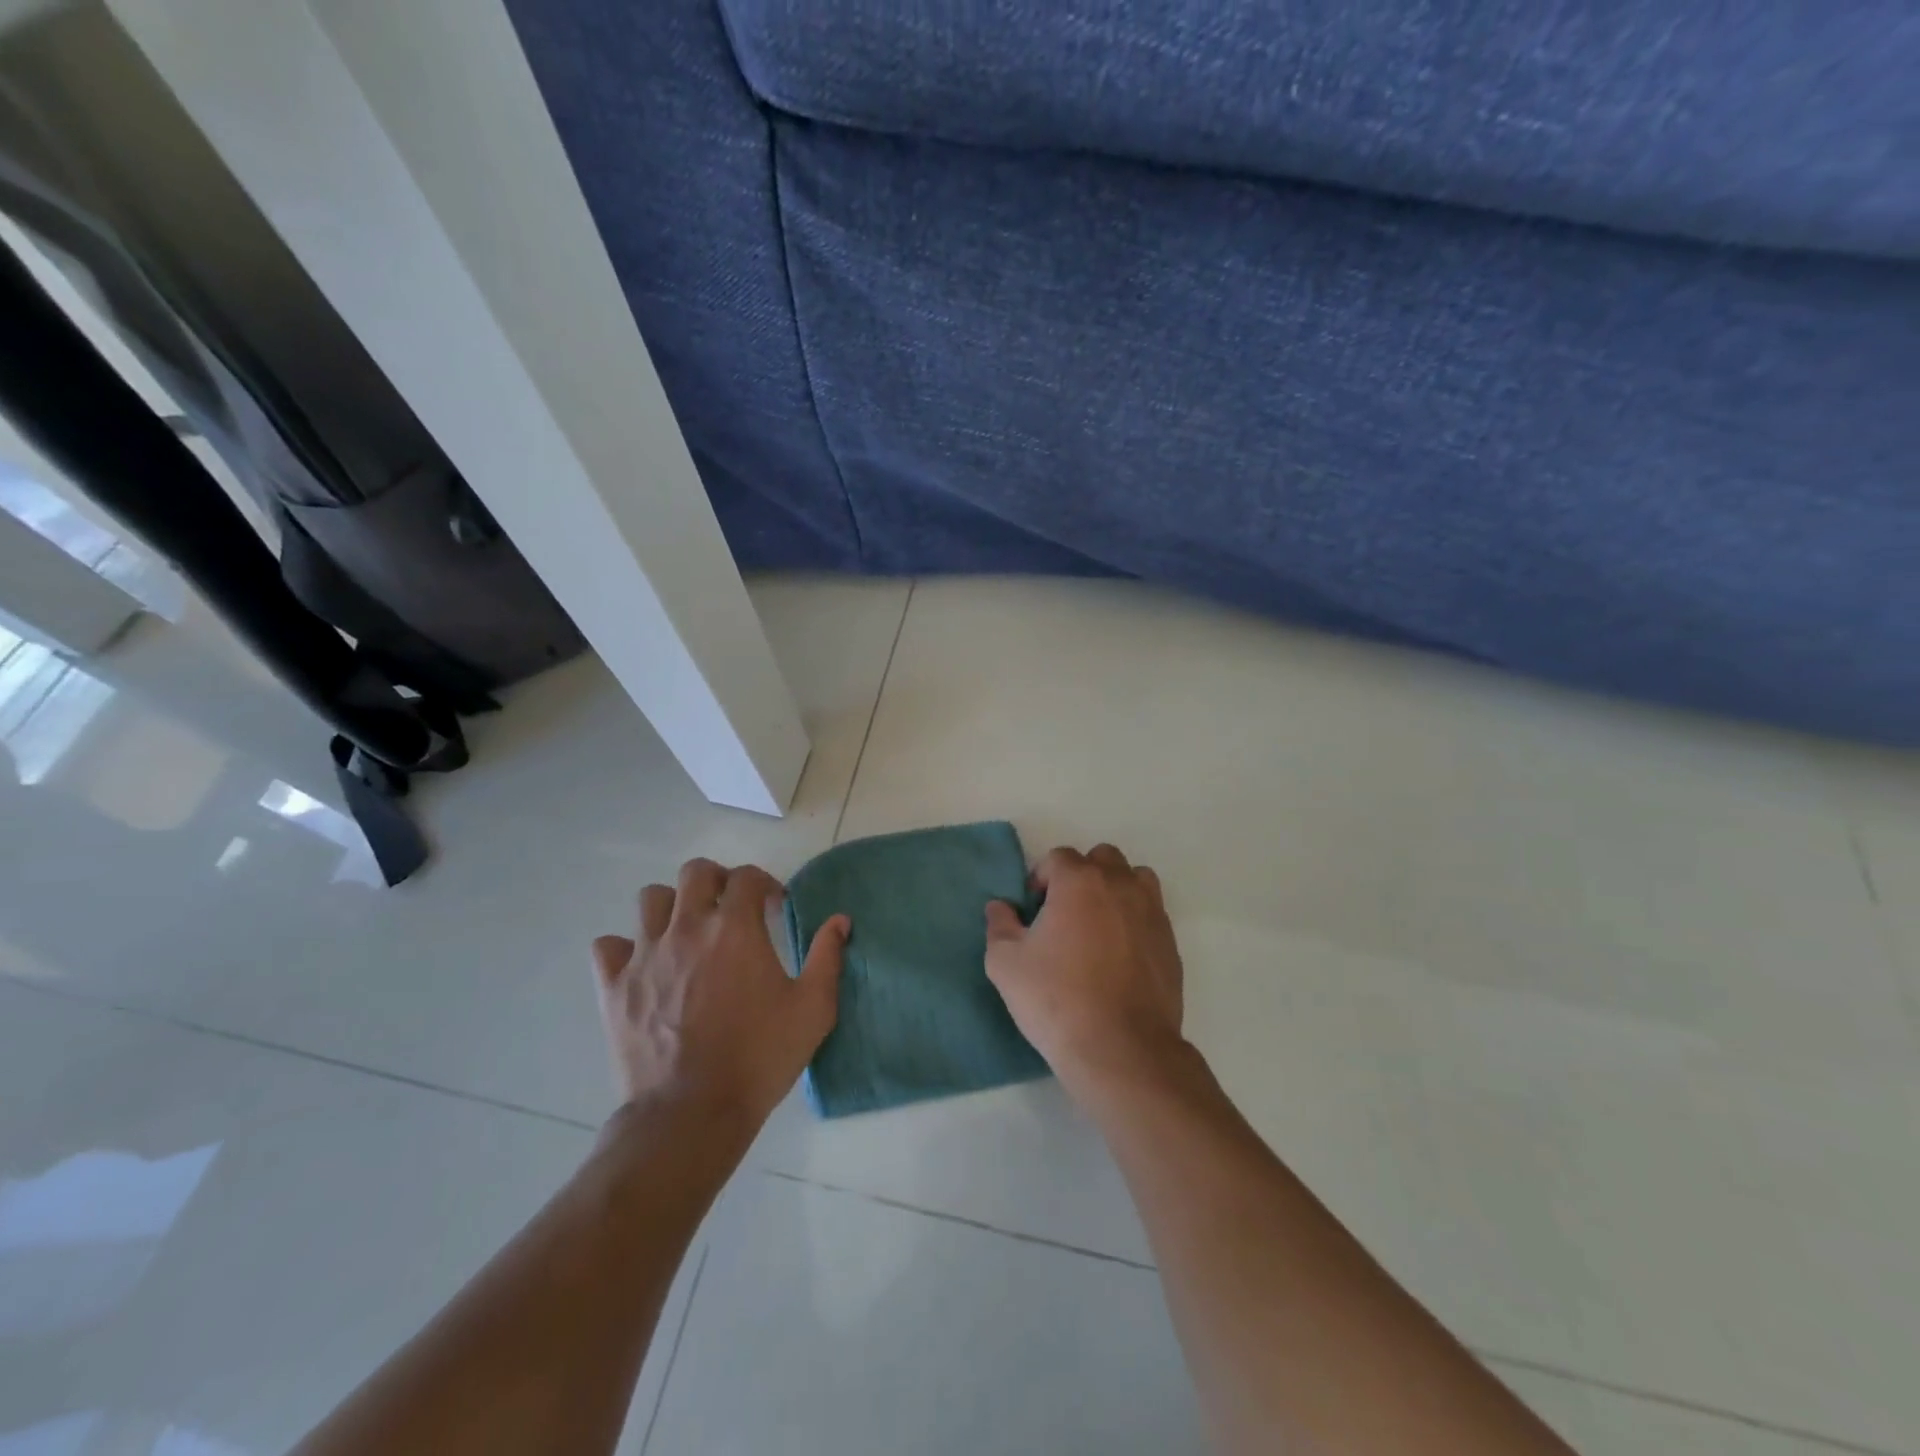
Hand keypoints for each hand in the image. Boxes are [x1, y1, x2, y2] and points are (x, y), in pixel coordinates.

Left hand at [592, 858, 849, 1129]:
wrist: (691, 1113)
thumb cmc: (759, 1057)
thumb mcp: (812, 1009)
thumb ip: (827, 957)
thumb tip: (840, 921)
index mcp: (736, 929)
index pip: (747, 877)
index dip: (765, 884)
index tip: (774, 907)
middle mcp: (688, 928)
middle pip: (695, 872)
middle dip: (717, 880)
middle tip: (731, 908)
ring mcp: (646, 955)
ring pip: (651, 899)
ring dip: (673, 906)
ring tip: (688, 932)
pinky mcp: (615, 986)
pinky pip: (609, 946)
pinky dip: (626, 947)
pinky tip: (645, 965)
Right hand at [985, 844, 1186, 1101]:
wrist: (1120, 1048)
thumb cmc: (1056, 999)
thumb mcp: (1005, 963)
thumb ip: (999, 925)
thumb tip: (1000, 907)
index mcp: (1080, 882)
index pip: (1058, 857)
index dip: (1041, 878)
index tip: (1033, 911)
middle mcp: (1120, 885)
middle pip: (1101, 858)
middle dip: (1081, 876)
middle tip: (1064, 913)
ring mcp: (1152, 912)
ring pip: (1135, 879)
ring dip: (1115, 890)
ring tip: (1098, 926)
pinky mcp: (1170, 942)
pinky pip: (1152, 913)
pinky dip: (1135, 920)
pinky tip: (1119, 955)